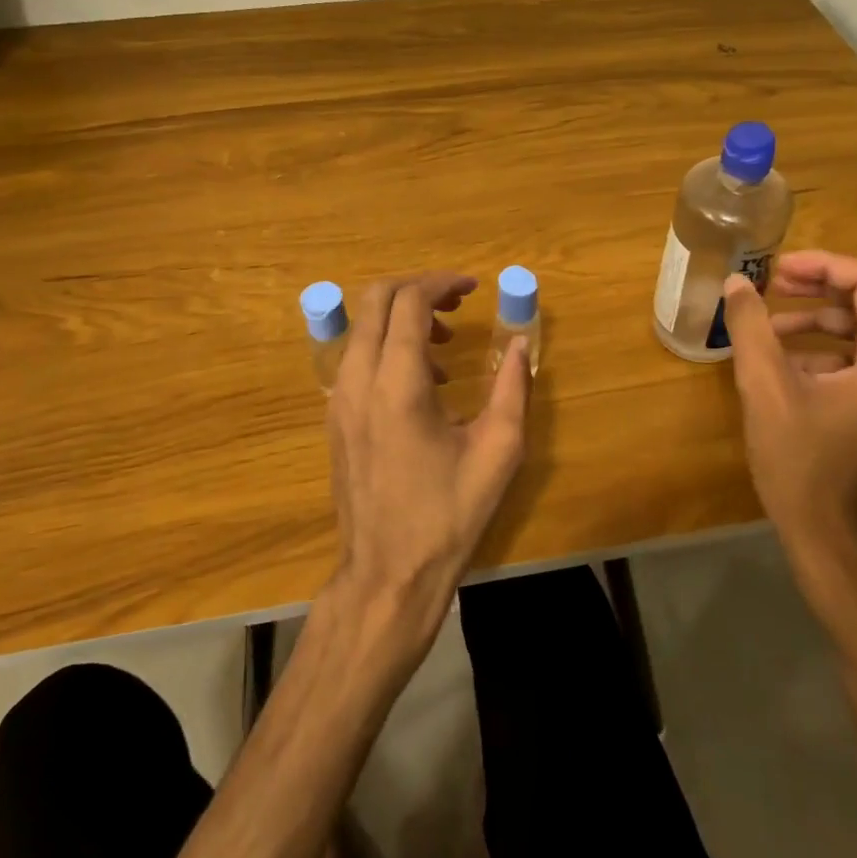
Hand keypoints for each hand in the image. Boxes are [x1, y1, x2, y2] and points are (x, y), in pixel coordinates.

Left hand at [325, 273, 532, 653]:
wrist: (387, 573)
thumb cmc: (448, 515)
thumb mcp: (498, 451)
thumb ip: (512, 388)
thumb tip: (520, 344)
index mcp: (398, 385)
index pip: (409, 302)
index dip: (442, 283)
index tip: (473, 287)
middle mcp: (358, 381)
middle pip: (374, 300)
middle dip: (417, 288)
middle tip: (456, 303)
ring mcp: (339, 400)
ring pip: (362, 327)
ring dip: (402, 318)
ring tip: (446, 345)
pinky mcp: (335, 418)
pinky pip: (357, 358)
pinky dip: (387, 346)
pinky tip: (424, 382)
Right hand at [721, 252, 856, 602]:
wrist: (827, 539)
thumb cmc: (800, 461)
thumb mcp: (766, 387)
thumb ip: (751, 326)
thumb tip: (736, 282)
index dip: (823, 265)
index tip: (777, 268)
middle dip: (816, 289)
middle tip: (769, 285)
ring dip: (813, 321)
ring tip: (764, 329)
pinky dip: (821, 352)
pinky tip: (779, 365)